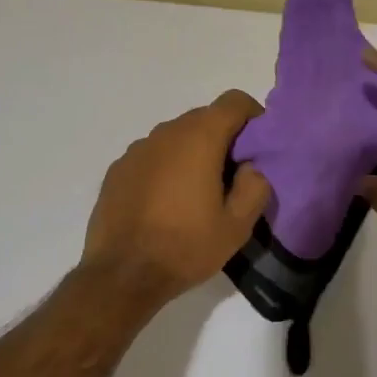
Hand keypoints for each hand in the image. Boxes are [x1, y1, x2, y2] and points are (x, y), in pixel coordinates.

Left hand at [81, 90, 271, 307]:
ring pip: (176, 138)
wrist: (122, 275)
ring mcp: (137, 149)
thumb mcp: (237, 226)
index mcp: (199, 138)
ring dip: (192, 153)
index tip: (258, 146)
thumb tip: (251, 167)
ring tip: (197, 193)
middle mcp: (166, 132)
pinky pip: (152, 157)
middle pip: (204, 118)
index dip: (252, 116)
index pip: (234, 101)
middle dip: (223, 138)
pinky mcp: (117, 169)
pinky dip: (165, 168)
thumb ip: (255, 187)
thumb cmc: (185, 247)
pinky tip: (165, 203)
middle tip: (232, 176)